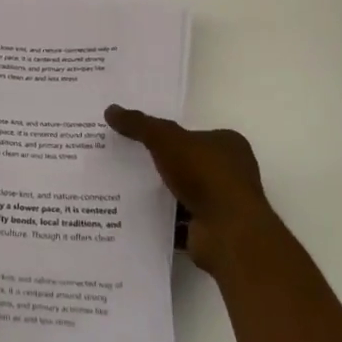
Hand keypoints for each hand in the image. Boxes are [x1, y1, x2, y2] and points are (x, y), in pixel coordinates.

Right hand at [105, 106, 268, 270]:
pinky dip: (162, 219)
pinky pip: (180, 220)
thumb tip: (110, 110)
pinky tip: (136, 215)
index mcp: (228, 145)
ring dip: (161, 193)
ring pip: (184, 192)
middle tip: (126, 160)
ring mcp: (223, 203)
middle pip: (188, 163)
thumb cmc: (205, 175)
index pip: (195, 134)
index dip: (169, 135)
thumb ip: (139, 124)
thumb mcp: (166, 139)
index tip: (140, 137)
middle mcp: (231, 172)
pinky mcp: (213, 230)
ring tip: (124, 187)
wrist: (228, 232)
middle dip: (161, 164)